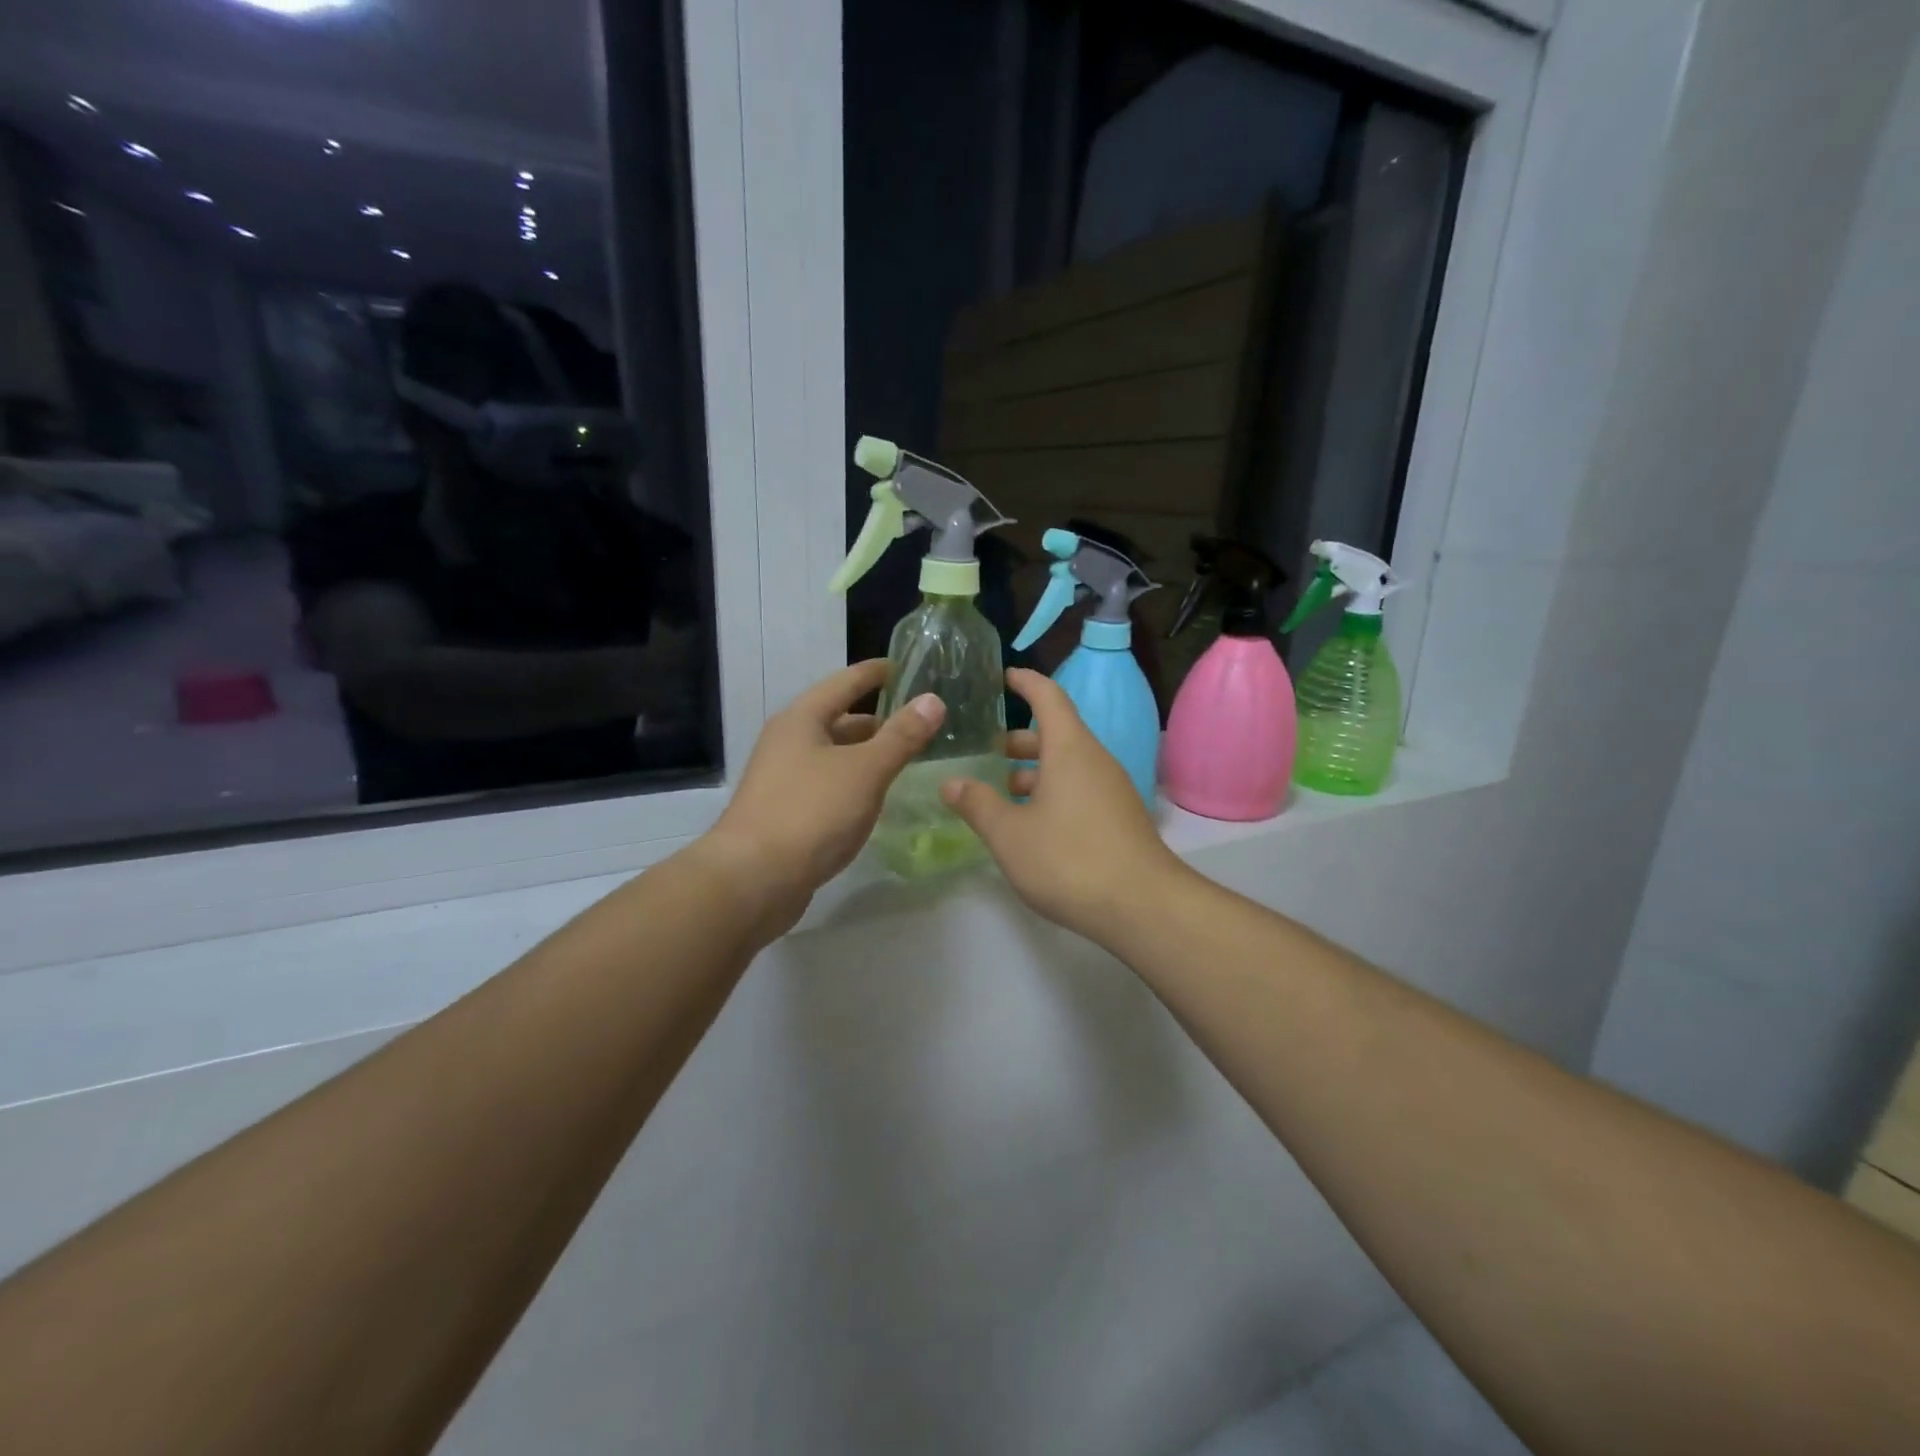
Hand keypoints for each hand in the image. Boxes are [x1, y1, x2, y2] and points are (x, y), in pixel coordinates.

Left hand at [697, 659, 943, 935]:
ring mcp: (783, 780)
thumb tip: (933, 700)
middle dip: (877, 719)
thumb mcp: (865, 770)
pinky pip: (828, 786)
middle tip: (918, 721)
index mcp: (802, 720)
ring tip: (905, 759)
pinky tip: (875, 798)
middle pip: (838, 720)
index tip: (905, 666)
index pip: (845, 682)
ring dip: (866, 754)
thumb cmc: (810, 813)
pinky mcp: (786, 814)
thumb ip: (901, 736)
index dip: (876, 673)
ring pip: (834, 756)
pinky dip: (854, 783)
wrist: (752, 880)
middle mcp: (788, 743)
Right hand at [941, 668, 1184, 940]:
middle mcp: (1094, 760)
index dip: (1026, 682)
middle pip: (1056, 733)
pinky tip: (1031, 823)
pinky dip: (1052, 792)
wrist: (1142, 906)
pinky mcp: (1119, 818)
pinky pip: (1079, 789)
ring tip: (1000, 791)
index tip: (1004, 676)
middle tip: (985, 750)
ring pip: (1067, 765)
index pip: (1048, 697)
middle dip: (1019, 739)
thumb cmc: (1069, 859)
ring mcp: (1111, 790)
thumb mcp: (1010, 834)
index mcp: (1069, 749)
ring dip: (1033, 771)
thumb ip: (977, 805)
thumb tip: (951, 783)